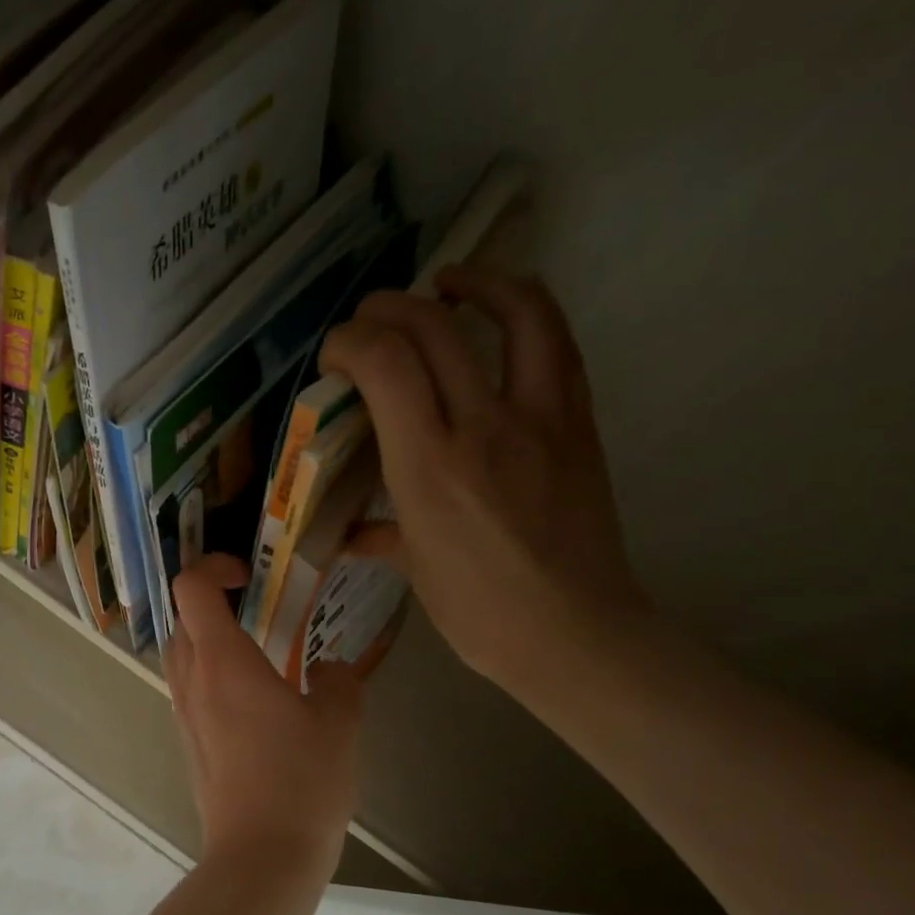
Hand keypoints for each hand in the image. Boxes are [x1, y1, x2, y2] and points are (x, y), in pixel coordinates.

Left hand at [164, 554, 362, 880]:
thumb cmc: (301, 782)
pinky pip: (189, 689)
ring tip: (258, 651)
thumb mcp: (339, 723)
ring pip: (181, 654)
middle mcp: (191, 680)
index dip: (213, 567)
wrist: (261, 856)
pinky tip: (254, 698)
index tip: (249, 575)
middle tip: (258, 608)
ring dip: (209, 639)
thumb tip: (327, 670)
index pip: (191, 588)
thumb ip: (336, 682)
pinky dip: (211, 674)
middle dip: (212, 601)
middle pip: (181, 618)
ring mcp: (183, 713)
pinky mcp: (187, 742)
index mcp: (222, 661)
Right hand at [320, 267, 651, 691]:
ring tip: (445, 284)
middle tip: (368, 321)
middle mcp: (482, 428)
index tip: (335, 356)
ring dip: (473, 283)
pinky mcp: (578, 421)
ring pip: (515, 313)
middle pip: (433, 329)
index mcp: (428, 468)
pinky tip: (500, 316)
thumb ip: (377, 533)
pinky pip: (556, 344)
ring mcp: (540, 418)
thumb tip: (349, 531)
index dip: (352, 341)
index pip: (386, 365)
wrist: (572, 631)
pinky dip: (525, 311)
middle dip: (388, 309)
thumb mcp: (412, 567)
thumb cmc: (476, 610)